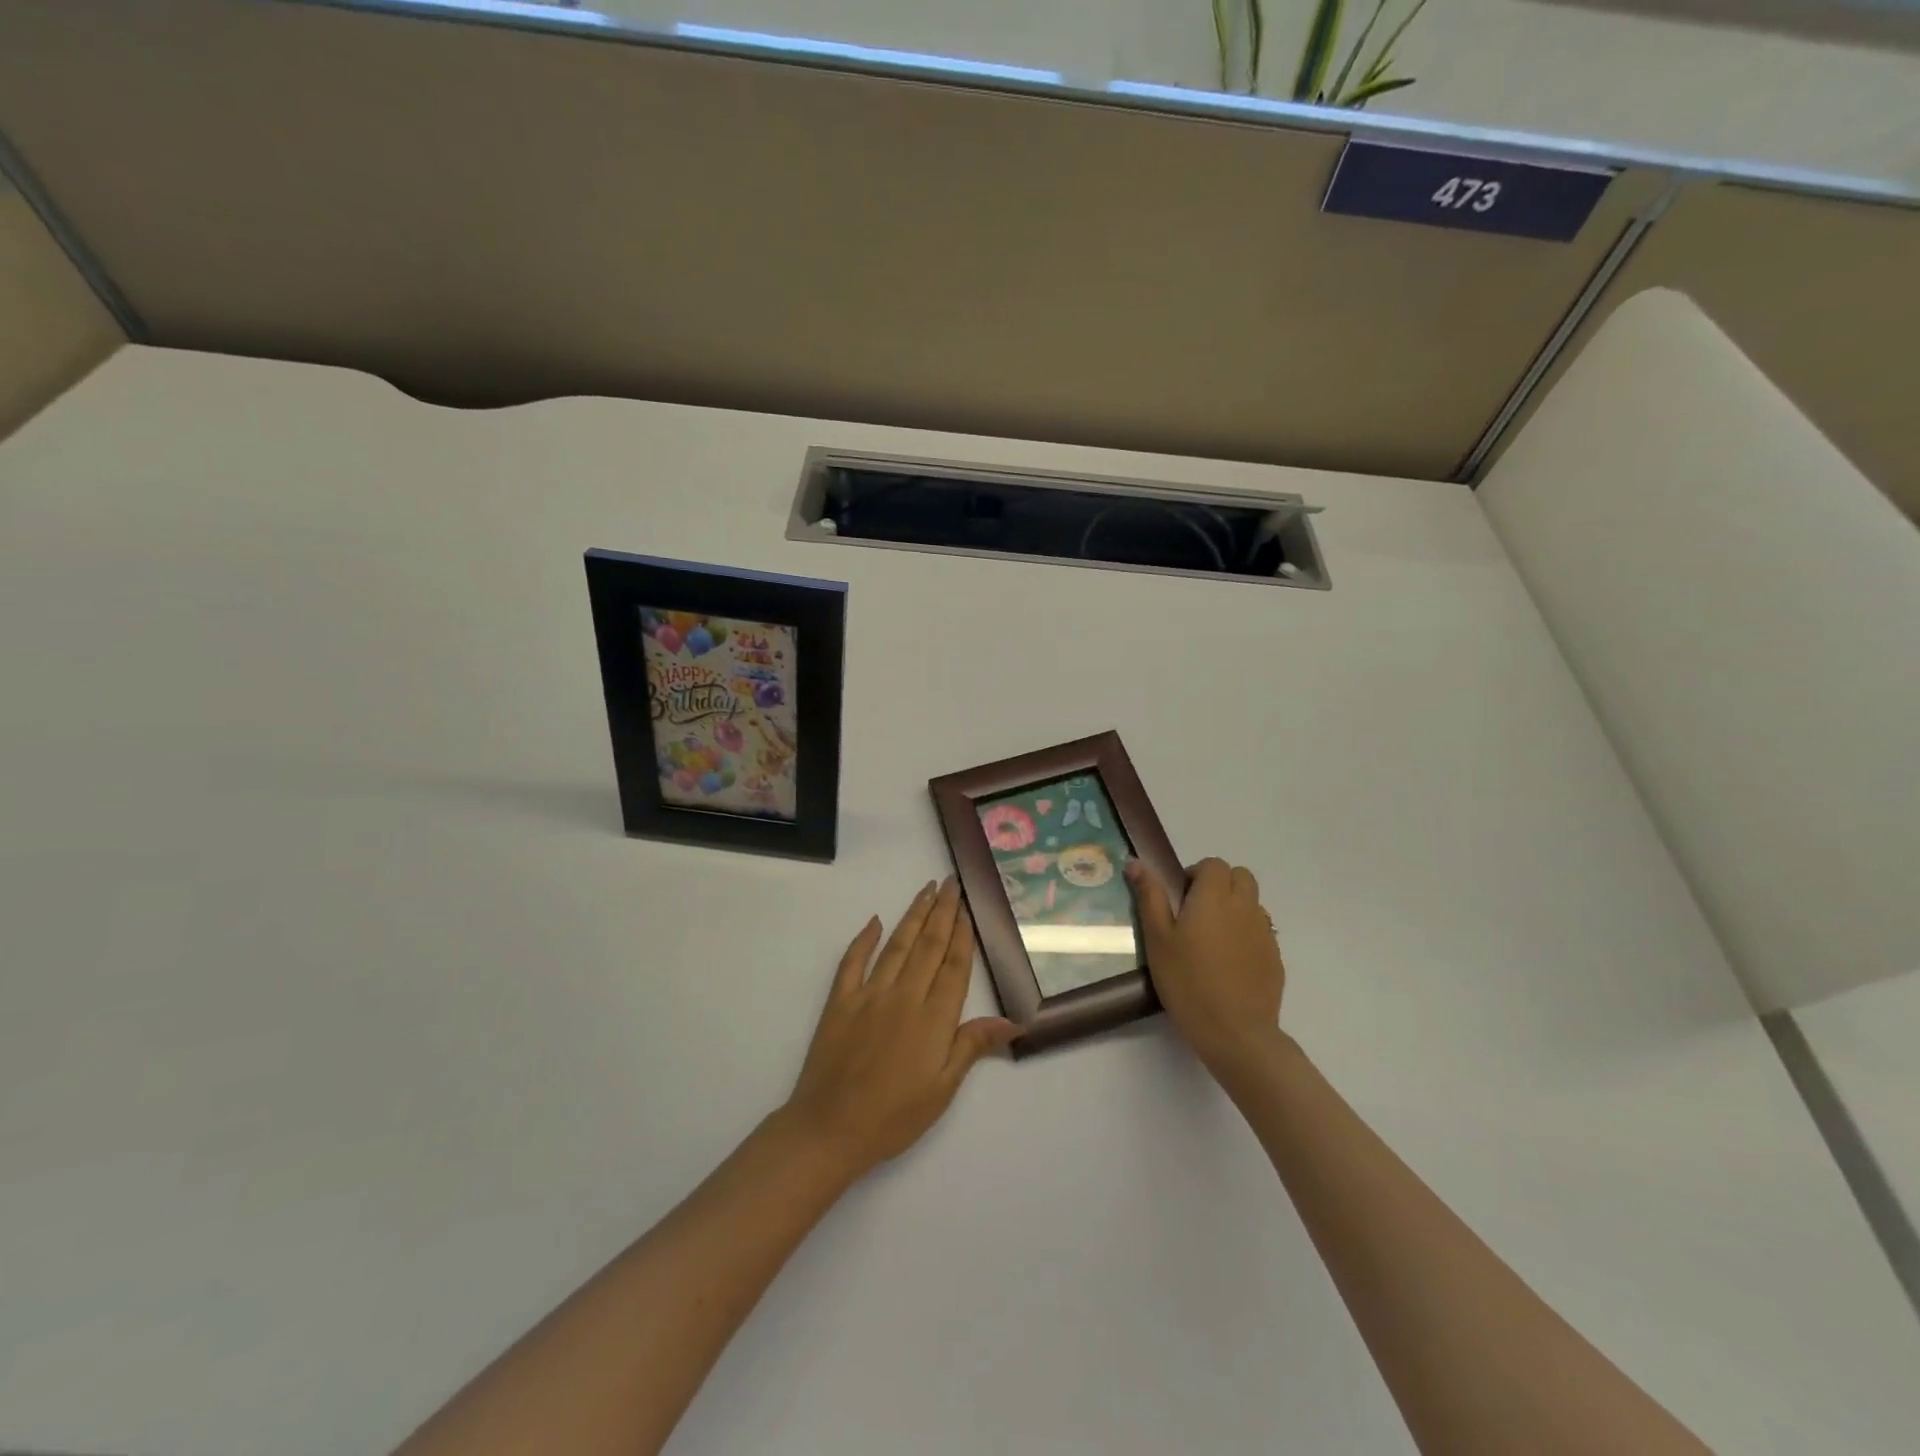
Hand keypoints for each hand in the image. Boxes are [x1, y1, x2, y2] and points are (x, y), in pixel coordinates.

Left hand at [780, 878, 1017, 1179]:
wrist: (830, 1129)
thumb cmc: (894, 1117)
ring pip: (897, 945)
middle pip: (928, 945)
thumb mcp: (942, 1089)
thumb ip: (972, 1046)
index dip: (962, 934)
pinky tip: (875, 921)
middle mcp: (903, 996)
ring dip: (913, 915)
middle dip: (942, 911)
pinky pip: (852, 961)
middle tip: (951, 882)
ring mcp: (869, 994)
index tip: (968, 906)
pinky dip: (864, 939)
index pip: (953, 966)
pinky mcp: (840, 1001)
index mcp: (933, 1019)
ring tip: (926, 889)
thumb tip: (1013, 1020)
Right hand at [1127, 857, 1285, 1074]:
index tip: (1180, 899)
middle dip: (1220, 884)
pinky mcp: (1275, 958)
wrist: (1235, 1033)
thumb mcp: (1157, 940)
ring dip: (1235, 908)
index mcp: (1214, 897)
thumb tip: (1136, 863)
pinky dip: (1246, 935)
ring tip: (1212, 939)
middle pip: (1240, 876)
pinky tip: (1229, 964)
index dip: (1196, 875)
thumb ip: (1149, 897)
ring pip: (1253, 903)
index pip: (1214, 865)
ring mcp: (1264, 933)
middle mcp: (1244, 907)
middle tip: (1196, 913)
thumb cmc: (1187, 982)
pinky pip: (1261, 931)